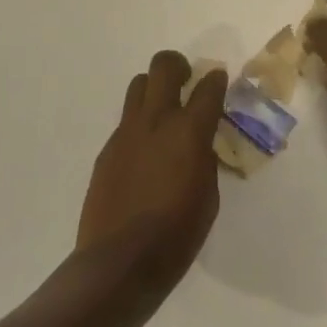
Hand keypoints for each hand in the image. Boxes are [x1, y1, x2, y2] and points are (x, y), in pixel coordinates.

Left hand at [76, 52, 226, 290]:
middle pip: (164, 66)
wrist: (118, 262)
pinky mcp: (107, 149)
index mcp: (189, 132)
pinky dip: (140, 125)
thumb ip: (205, 161)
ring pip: (139, 85)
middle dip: (178, 65)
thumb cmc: (176, 235)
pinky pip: (126, 121)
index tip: (219, 80)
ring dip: (154, 89)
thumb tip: (199, 146)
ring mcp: (127, 132)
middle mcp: (156, 121)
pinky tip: (145, 153)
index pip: (208, 87)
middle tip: (186, 81)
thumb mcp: (208, 197)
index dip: (216, 79)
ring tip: (164, 112)